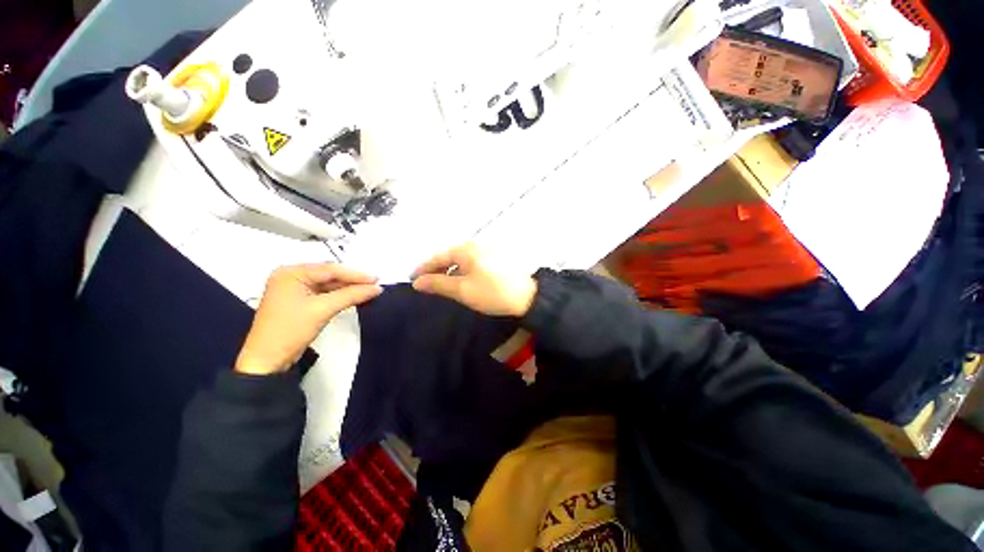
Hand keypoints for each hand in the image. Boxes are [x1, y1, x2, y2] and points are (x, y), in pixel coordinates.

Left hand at [235, 264, 381, 374]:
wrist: (267, 361)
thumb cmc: (290, 330)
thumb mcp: (322, 309)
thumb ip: (351, 295)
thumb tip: (377, 288)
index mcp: (291, 273)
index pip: (330, 270)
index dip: (355, 275)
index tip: (377, 279)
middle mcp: (291, 277)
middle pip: (329, 276)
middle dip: (353, 281)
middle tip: (375, 284)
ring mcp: (294, 290)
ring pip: (328, 285)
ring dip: (348, 289)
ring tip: (369, 290)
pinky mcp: (298, 303)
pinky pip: (324, 294)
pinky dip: (339, 296)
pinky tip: (354, 297)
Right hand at [411, 243, 536, 316]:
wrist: (528, 297)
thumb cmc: (492, 293)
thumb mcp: (462, 290)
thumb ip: (438, 284)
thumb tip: (417, 282)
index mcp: (466, 249)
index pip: (438, 257)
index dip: (424, 268)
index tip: (412, 279)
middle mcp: (476, 245)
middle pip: (450, 255)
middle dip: (437, 269)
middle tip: (426, 283)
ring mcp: (488, 250)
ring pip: (462, 259)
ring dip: (450, 270)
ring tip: (442, 283)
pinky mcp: (497, 257)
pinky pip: (473, 261)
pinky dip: (463, 270)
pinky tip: (462, 280)